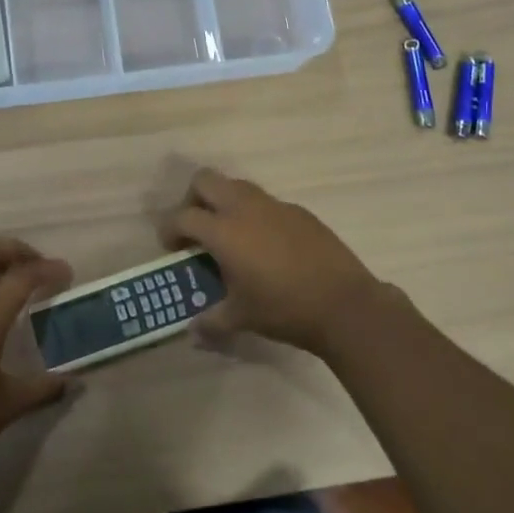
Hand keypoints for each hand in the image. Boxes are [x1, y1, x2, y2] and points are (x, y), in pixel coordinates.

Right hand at [160, 168, 401, 355]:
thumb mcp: (241, 318)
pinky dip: (254, 215)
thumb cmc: (284, 309)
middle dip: (192, 200)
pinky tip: (265, 246)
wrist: (344, 304)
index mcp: (223, 230)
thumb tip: (192, 332)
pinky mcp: (298, 211)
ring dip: (223, 202)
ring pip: (236, 185)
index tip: (171, 247)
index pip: (182, 216)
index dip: (169, 229)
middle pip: (205, 180)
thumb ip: (211, 322)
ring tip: (229, 236)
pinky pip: (265, 202)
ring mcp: (274, 205)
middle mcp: (244, 207)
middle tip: (196, 229)